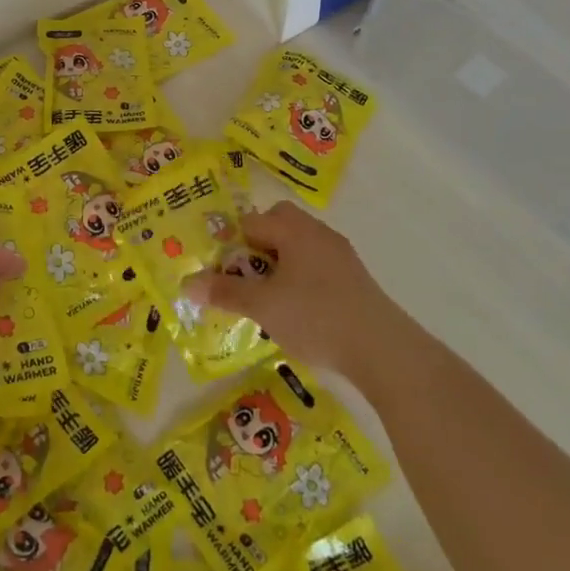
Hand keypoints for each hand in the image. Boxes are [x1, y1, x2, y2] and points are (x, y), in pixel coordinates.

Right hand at [186, 201, 402, 383]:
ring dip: (280, 265)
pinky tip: (297, 311)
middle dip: (258, 247)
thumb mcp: (262, 306)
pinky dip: (301, 279)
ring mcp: (341, 255)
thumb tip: (187, 284)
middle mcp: (318, 234)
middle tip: (246, 278)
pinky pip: (317, 266)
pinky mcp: (355, 279)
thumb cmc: (315, 317)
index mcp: (294, 231)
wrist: (382, 349)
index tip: (222, 270)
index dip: (232, 243)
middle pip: (280, 225)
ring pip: (299, 247)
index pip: (252, 221)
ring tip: (268, 298)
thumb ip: (225, 292)